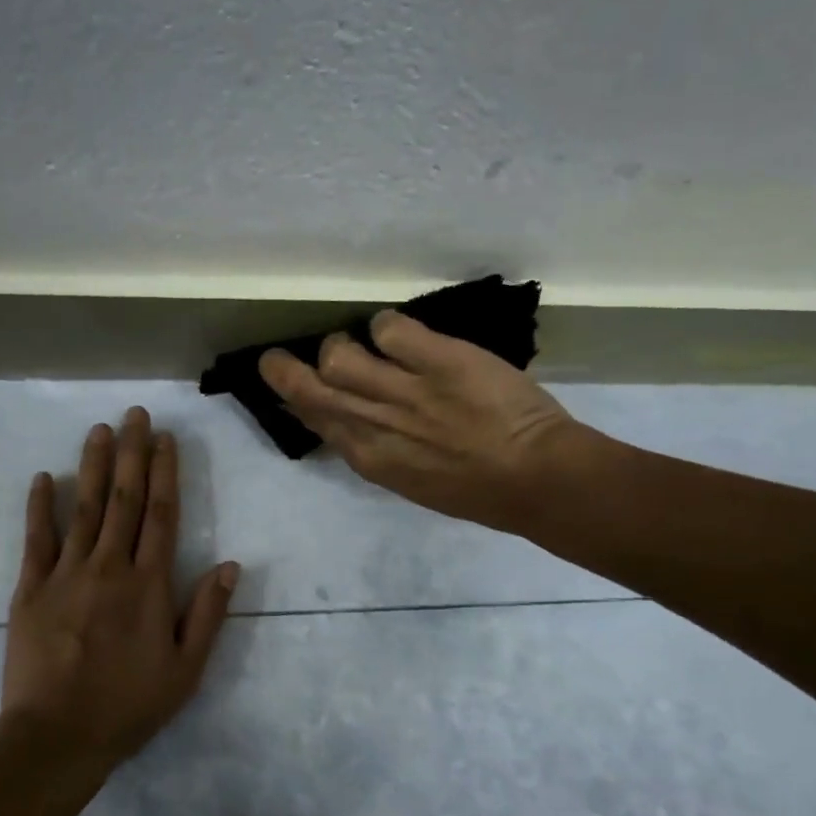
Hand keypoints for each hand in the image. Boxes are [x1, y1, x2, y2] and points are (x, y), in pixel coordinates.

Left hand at [3, 407, 241, 763]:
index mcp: (149, 584)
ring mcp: (66, 574)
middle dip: (132, 453)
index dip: (165, 472)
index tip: (166, 439)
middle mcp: (109, 566)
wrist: (56, 738)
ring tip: (100, 429)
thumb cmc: (128, 706)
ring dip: (92, 466)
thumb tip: (231, 564)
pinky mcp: (30, 589)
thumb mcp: (185, 671)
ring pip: (83, 508)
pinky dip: (40, 506)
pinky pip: (36, 539)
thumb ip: (207, 614)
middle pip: (123, 499)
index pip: (161, 514)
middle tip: (135, 414)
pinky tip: (42, 477)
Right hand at [259, 311, 588, 532]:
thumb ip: (376, 447)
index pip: (313, 420)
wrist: (537, 479)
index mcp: (369, 458)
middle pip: (308, 387)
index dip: (293, 400)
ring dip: (343, 344)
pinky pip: (388, 328)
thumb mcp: (411, 478)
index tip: (289, 387)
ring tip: (364, 343)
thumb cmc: (478, 489)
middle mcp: (374, 424)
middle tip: (277, 357)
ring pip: (339, 355)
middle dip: (282, 370)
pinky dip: (388, 326)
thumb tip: (346, 420)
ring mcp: (403, 391)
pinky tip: (402, 334)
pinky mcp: (436, 360)